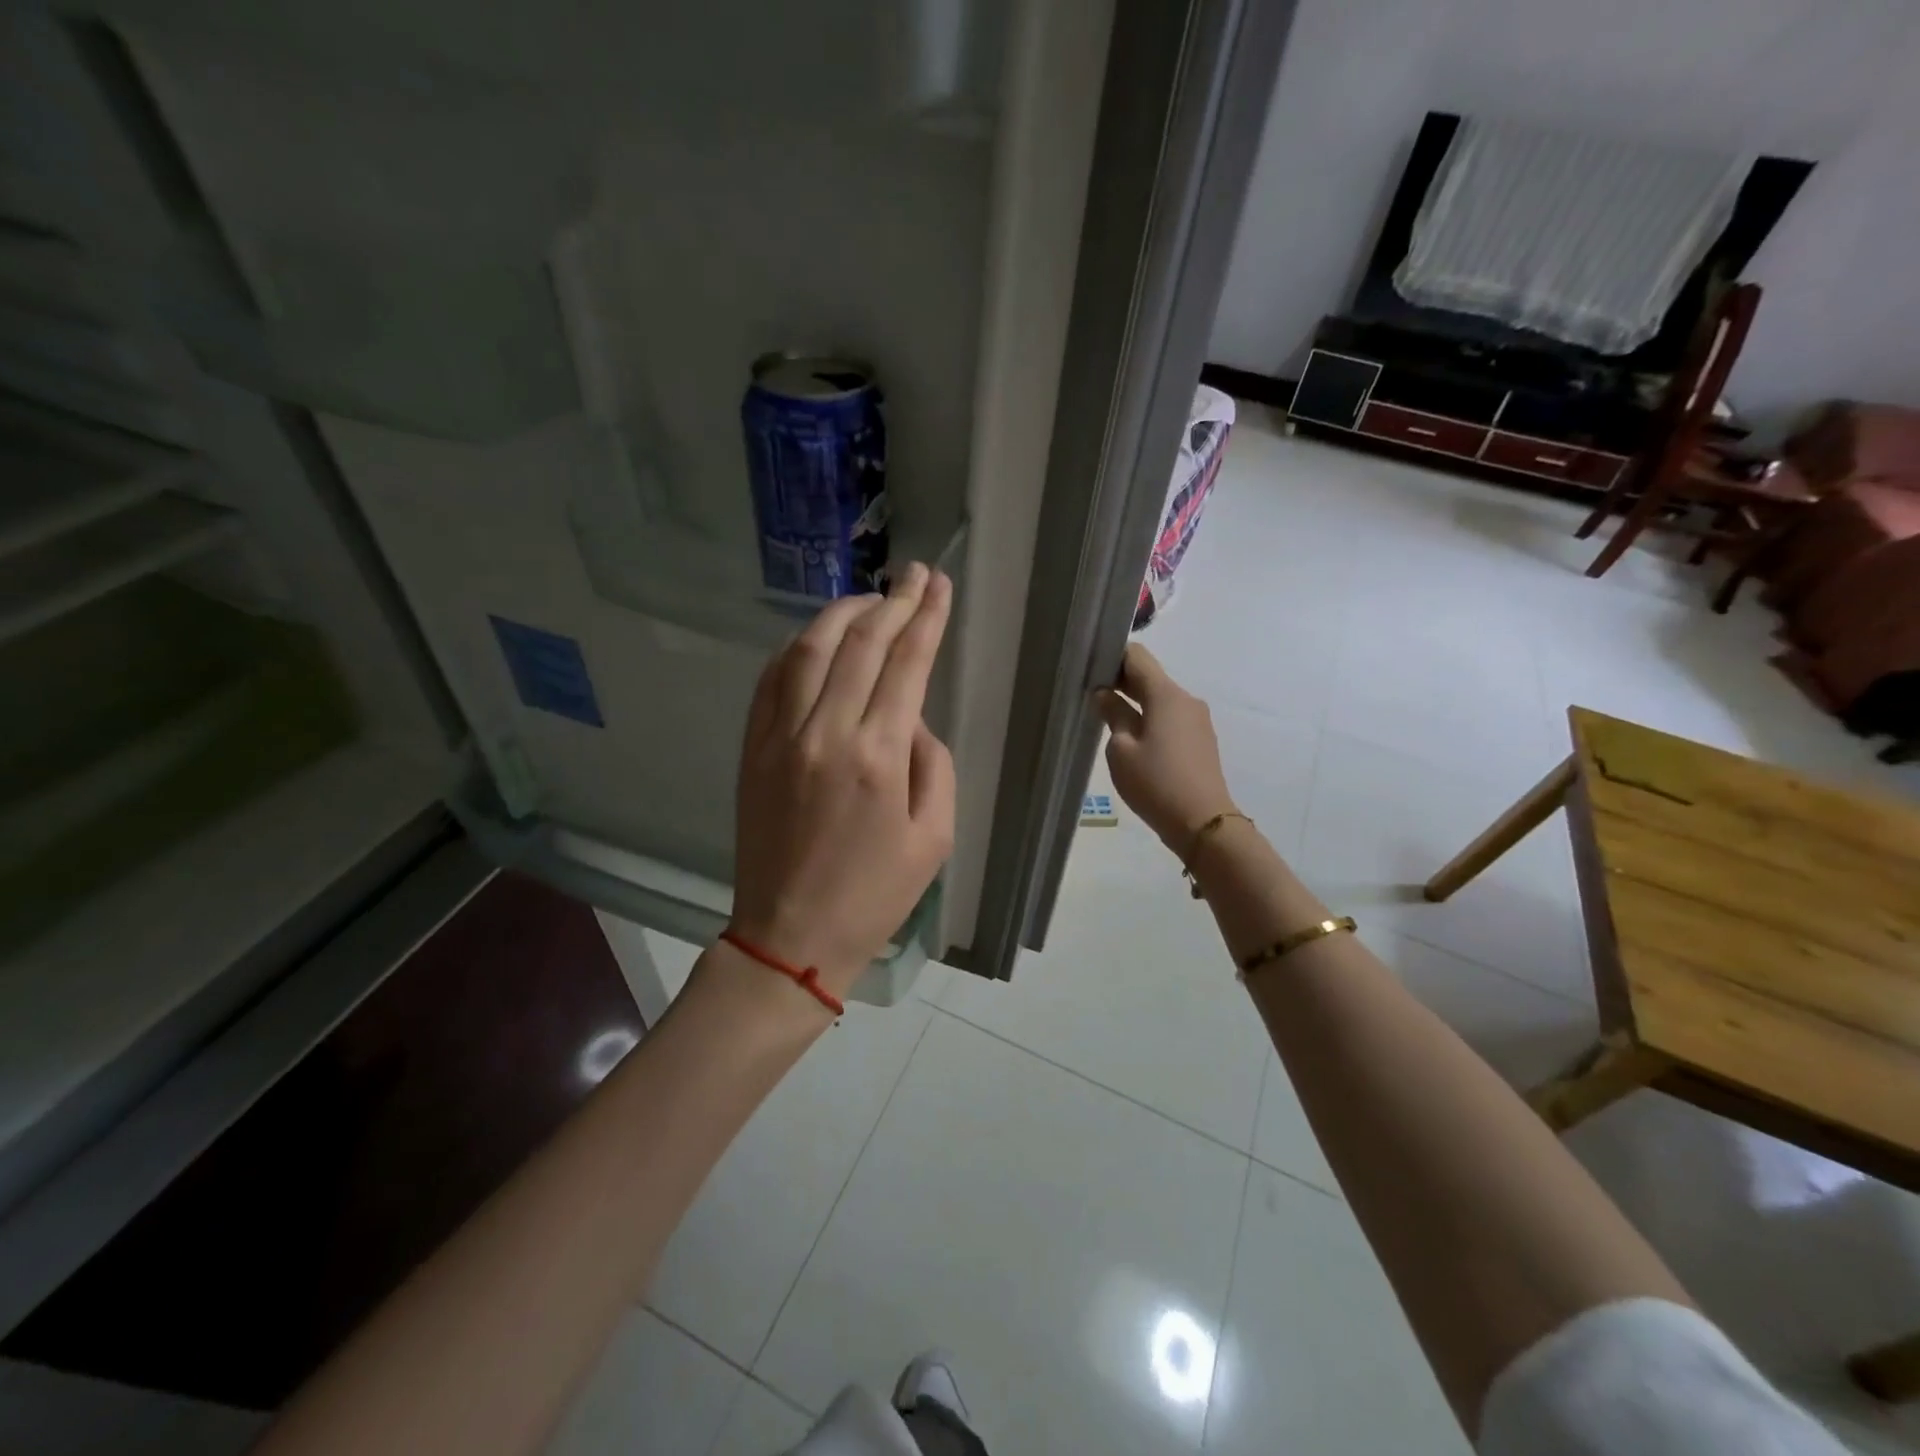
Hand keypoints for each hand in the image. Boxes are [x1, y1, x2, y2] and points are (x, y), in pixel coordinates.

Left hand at [728, 562, 956, 993]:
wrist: (790, 935)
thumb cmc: (875, 895)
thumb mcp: (935, 837)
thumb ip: (933, 764)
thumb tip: (911, 719)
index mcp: (877, 756)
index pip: (907, 663)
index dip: (925, 616)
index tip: (937, 583)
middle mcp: (825, 733)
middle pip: (861, 643)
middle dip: (893, 601)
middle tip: (913, 575)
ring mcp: (779, 737)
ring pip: (808, 649)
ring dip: (841, 613)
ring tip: (869, 599)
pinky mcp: (752, 749)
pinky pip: (771, 680)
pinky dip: (795, 648)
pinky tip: (817, 638)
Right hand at [1095, 642, 1236, 850]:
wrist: (1202, 823)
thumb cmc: (1155, 782)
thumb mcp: (1122, 749)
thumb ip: (1113, 714)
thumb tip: (1103, 694)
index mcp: (1166, 694)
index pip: (1137, 656)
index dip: (1111, 656)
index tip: (1089, 668)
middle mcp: (1186, 699)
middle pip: (1150, 676)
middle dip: (1121, 680)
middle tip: (1090, 692)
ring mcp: (1197, 720)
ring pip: (1160, 698)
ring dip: (1135, 701)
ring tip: (1108, 718)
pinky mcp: (1200, 739)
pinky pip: (1171, 717)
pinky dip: (1150, 718)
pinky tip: (1133, 738)